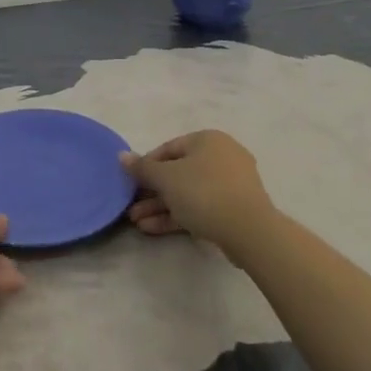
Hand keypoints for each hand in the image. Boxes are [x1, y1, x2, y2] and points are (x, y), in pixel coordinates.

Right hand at [121, 130, 276, 251]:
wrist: (249, 230)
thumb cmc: (203, 192)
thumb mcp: (166, 178)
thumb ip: (142, 168)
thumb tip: (121, 155)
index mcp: (207, 140)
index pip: (168, 148)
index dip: (146, 165)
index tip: (130, 183)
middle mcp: (221, 156)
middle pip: (178, 173)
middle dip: (151, 192)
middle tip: (132, 207)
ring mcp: (231, 184)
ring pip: (188, 192)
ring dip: (161, 206)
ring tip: (137, 222)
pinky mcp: (234, 208)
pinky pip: (201, 207)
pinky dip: (178, 215)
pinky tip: (153, 229)